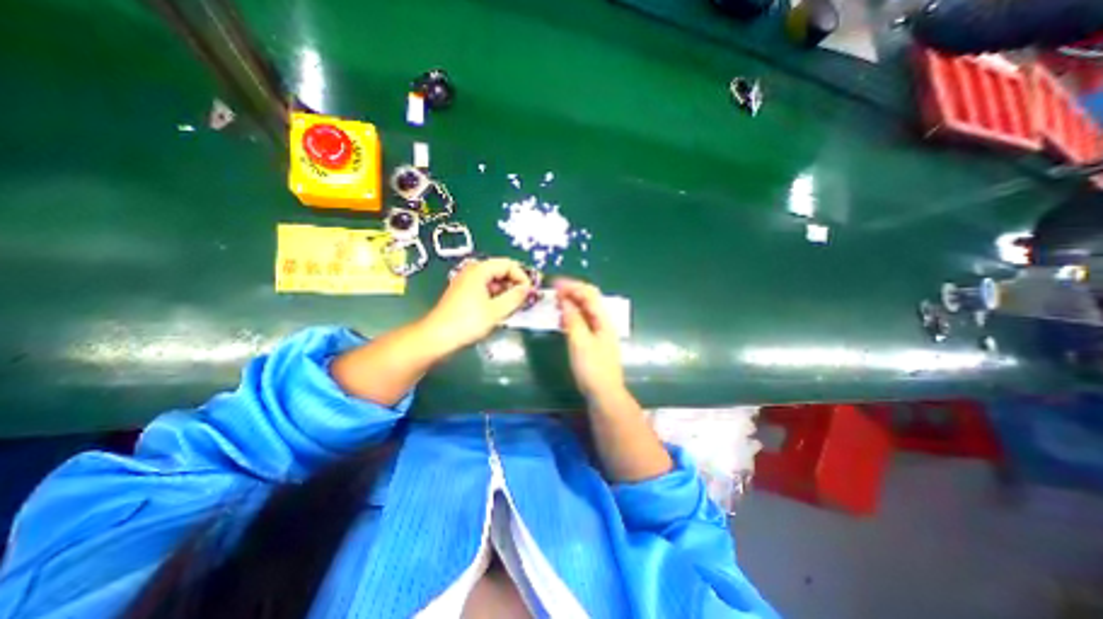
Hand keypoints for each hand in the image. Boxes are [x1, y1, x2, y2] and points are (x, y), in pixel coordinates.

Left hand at [422, 257, 534, 352]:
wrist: (437, 337)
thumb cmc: (468, 322)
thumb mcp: (497, 310)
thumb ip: (515, 297)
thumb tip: (527, 288)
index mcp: (480, 270)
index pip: (508, 264)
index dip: (522, 276)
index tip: (530, 292)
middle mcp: (472, 271)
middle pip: (501, 271)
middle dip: (514, 284)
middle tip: (523, 301)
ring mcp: (467, 282)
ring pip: (493, 281)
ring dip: (506, 292)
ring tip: (513, 308)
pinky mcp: (464, 293)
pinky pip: (485, 289)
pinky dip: (496, 297)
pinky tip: (500, 311)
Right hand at [556, 274, 624, 399]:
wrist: (604, 394)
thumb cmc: (592, 368)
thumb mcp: (580, 342)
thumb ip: (573, 320)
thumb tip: (565, 301)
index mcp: (603, 320)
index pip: (589, 294)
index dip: (572, 286)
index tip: (554, 284)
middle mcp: (603, 322)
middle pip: (589, 299)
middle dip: (572, 291)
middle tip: (554, 292)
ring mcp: (600, 331)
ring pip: (586, 309)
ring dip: (572, 302)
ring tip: (556, 302)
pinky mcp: (595, 340)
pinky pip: (583, 320)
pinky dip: (573, 315)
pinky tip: (563, 318)